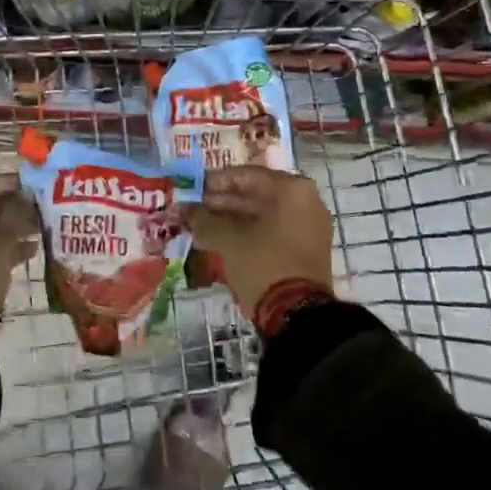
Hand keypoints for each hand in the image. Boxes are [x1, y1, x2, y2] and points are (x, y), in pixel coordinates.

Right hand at [182, 167, 333, 319]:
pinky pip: (270, 232)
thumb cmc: (263, 263)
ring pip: (260, 216)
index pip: (246, 175)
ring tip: (198, 228)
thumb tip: (183, 210)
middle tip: (191, 210)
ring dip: (229, 220)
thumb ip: (203, 219)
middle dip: (220, 203)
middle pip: (254, 194)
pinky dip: (245, 234)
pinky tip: (217, 242)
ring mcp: (307, 227)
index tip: (191, 188)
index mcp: (291, 190)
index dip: (214, 181)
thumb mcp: (227, 239)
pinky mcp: (304, 250)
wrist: (297, 314)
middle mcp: (304, 202)